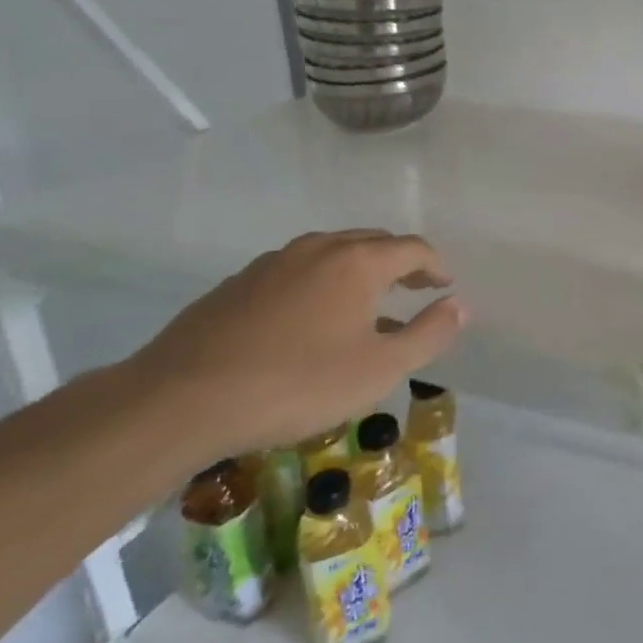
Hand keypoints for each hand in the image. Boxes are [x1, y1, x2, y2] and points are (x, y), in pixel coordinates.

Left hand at [121, 230, 465, 468]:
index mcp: (358, 262)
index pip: (412, 248)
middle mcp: (319, 248)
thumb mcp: (380, 369)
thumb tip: (460, 305)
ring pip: (331, 254)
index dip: (435, 266)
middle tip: (414, 289)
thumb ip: (429, 334)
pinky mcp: (238, 283)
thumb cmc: (297, 384)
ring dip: (359, 271)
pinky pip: (297, 271)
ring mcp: (273, 262)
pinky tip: (310, 321)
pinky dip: (320, 284)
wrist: (181, 400)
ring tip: (366, 306)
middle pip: (373, 242)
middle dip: (400, 262)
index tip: (445, 286)